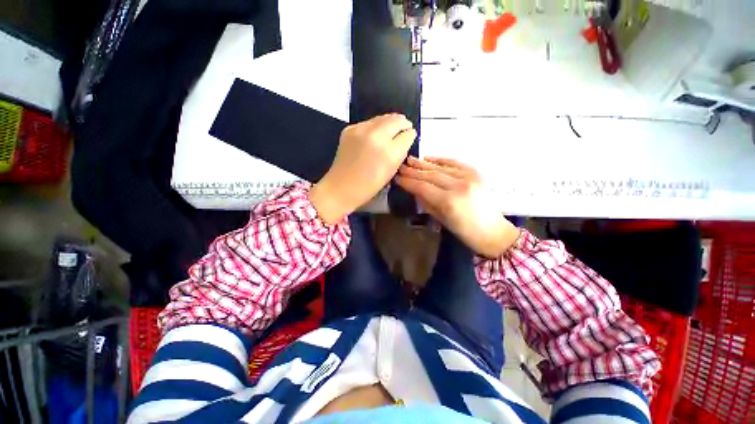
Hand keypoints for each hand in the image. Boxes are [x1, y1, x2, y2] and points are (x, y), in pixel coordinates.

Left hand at [310, 114, 416, 223]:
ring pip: (383, 117)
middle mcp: (377, 137)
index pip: (407, 134)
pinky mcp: (350, 128)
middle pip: (396, 120)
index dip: (410, 135)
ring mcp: (361, 130)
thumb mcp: (391, 171)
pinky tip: (374, 135)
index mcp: (389, 152)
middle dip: (402, 123)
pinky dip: (375, 126)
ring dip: (390, 122)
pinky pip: (369, 122)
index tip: (409, 136)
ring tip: (391, 130)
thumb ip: (400, 153)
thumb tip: (405, 137)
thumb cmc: (369, 186)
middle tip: (404, 128)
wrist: (341, 187)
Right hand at [396, 156, 519, 257]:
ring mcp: (469, 177)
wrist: (493, 231)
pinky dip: (440, 160)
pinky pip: (454, 163)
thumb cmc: (464, 232)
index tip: (397, 178)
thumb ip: (426, 202)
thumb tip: (414, 190)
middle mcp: (459, 186)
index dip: (408, 182)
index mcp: (449, 201)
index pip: (422, 187)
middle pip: (430, 175)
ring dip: (424, 163)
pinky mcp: (476, 173)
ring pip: (441, 167)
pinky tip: (428, 158)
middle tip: (400, 166)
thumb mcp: (441, 219)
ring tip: (410, 160)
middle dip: (413, 171)